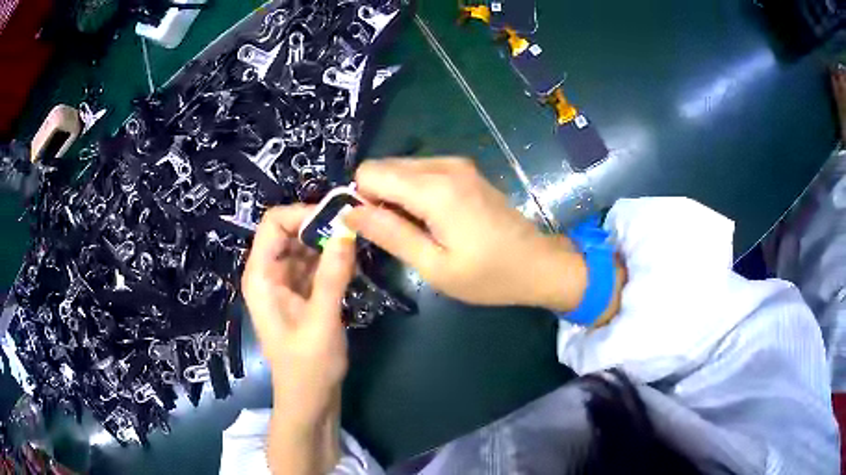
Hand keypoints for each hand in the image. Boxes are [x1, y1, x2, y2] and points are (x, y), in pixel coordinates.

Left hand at [241, 205, 354, 473]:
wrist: (310, 400)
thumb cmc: (308, 367)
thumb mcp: (322, 322)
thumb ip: (333, 276)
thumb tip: (347, 230)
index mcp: (261, 276)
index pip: (273, 223)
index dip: (303, 214)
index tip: (338, 218)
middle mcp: (269, 273)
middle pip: (290, 230)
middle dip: (320, 225)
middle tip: (356, 228)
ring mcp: (285, 283)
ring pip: (304, 245)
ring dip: (329, 242)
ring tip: (358, 244)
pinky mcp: (301, 293)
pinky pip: (315, 264)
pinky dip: (332, 259)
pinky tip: (351, 263)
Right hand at [345, 158, 589, 310]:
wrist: (538, 263)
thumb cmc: (489, 275)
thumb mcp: (434, 266)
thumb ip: (390, 234)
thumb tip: (349, 213)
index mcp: (434, 189)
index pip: (370, 173)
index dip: (361, 200)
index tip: (373, 230)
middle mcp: (443, 165)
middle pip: (383, 167)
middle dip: (376, 198)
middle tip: (395, 235)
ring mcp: (456, 164)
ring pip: (400, 168)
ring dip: (395, 196)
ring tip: (416, 230)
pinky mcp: (464, 170)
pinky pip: (420, 172)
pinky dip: (413, 192)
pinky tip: (431, 219)